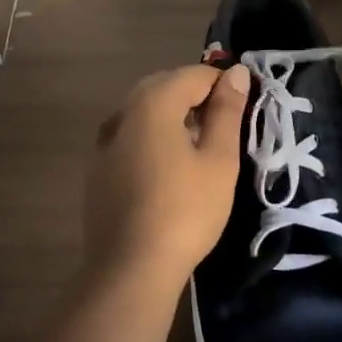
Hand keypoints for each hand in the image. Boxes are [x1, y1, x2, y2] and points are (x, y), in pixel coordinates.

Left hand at [82, 63, 250, 289]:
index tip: (244, 106)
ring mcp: (104, 142)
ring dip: (172, 116)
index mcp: (153, 103)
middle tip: (225, 124)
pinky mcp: (97, 170)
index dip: (222, 83)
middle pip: (164, 87)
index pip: (193, 74)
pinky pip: (129, 137)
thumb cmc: (185, 211)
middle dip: (196, 95)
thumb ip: (226, 112)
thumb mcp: (218, 160)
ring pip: (143, 112)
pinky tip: (167, 167)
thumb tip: (234, 72)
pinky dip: (152, 138)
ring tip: (199, 144)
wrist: (130, 269)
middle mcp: (123, 113)